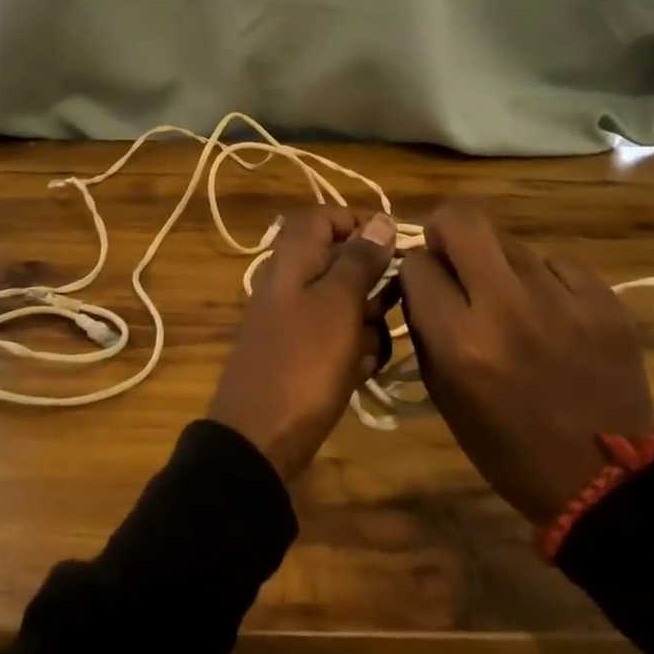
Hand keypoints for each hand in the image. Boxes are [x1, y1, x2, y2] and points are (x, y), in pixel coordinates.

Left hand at [208, 205, 396, 480]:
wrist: (259, 437)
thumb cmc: (304, 361)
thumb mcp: (339, 303)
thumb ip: (360, 259)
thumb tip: (381, 219)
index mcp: (292, 256)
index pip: (324, 216)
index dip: (358, 223)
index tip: (393, 247)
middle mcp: (289, 279)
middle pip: (340, 261)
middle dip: (371, 286)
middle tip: (385, 310)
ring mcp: (292, 317)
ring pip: (344, 302)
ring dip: (366, 324)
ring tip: (367, 350)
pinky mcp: (299, 352)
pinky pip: (336, 337)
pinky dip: (351, 350)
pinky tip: (358, 372)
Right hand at [399, 200, 653, 524]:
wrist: (608, 484)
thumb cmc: (509, 447)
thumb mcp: (444, 393)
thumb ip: (426, 327)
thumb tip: (421, 276)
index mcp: (461, 343)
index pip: (417, 265)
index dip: (417, 272)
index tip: (427, 288)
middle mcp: (507, 311)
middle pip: (461, 219)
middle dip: (446, 229)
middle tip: (454, 256)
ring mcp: (561, 301)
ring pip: (510, 243)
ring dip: (500, 266)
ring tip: (515, 302)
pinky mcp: (605, 301)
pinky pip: (557, 262)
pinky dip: (547, 280)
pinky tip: (554, 312)